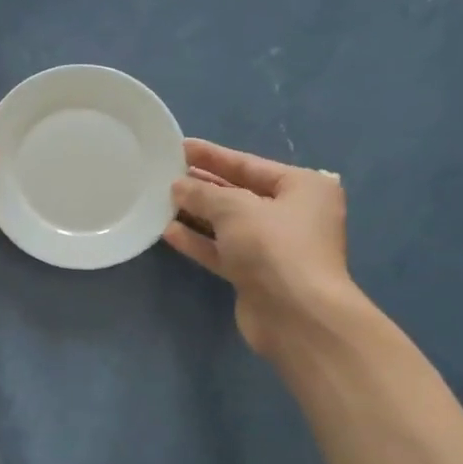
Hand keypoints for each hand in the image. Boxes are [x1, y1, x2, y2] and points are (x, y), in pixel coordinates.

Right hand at [162, 138, 352, 357]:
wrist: (297, 316)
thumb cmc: (274, 247)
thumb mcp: (235, 208)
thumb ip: (203, 193)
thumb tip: (178, 186)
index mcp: (302, 187)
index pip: (249, 164)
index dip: (213, 155)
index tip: (180, 147)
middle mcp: (292, 214)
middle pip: (239, 193)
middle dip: (203, 184)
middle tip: (166, 173)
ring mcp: (273, 248)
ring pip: (228, 224)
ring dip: (197, 213)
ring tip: (160, 200)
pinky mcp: (255, 275)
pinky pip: (222, 251)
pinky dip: (199, 241)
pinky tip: (168, 231)